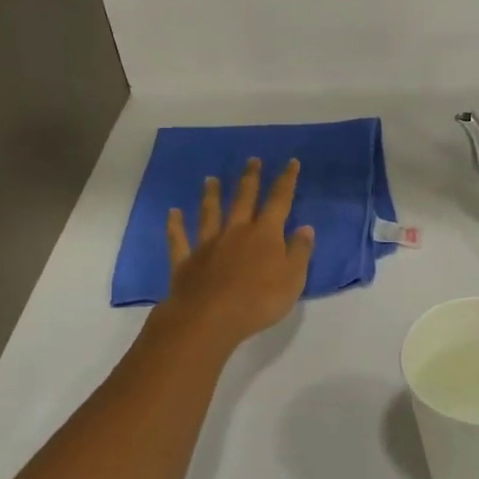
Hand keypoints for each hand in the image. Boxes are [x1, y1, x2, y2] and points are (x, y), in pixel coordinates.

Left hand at [161, 159, 314, 348]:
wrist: (210, 318)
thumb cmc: (259, 300)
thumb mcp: (293, 279)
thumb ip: (300, 252)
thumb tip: (305, 228)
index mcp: (265, 234)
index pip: (279, 201)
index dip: (286, 181)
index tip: (291, 162)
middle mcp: (236, 231)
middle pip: (244, 199)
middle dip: (250, 179)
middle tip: (252, 160)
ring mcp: (208, 244)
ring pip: (210, 213)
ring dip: (212, 195)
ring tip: (211, 179)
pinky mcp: (186, 261)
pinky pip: (180, 239)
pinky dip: (176, 225)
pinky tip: (173, 213)